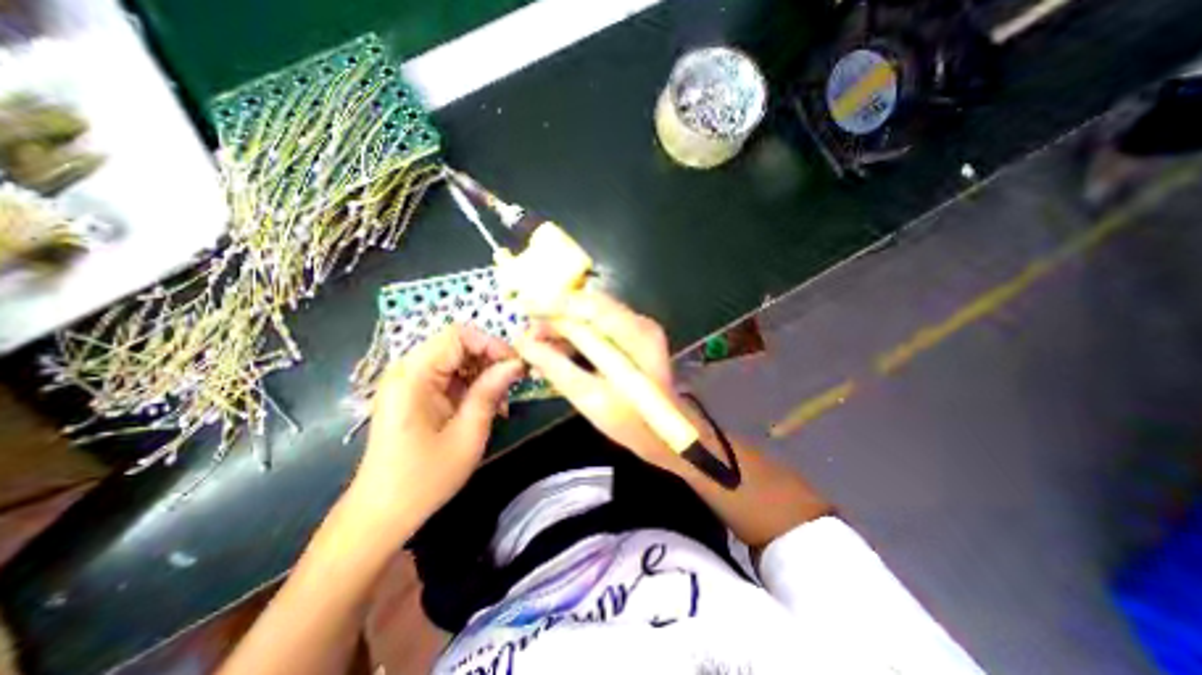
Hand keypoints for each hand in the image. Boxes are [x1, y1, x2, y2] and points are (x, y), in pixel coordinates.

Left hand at [353, 323, 527, 533]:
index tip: (515, 366)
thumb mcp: (468, 433)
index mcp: (414, 376)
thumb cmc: (425, 478)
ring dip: (483, 373)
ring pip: (457, 359)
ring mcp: (409, 381)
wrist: (382, 513)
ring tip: (500, 401)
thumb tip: (516, 364)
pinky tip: (485, 406)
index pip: (458, 335)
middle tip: (512, 384)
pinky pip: (449, 375)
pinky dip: (472, 385)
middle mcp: (407, 370)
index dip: (491, 344)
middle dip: (490, 360)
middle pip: (458, 345)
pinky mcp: (414, 393)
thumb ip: (491, 391)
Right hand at [510, 290, 690, 475]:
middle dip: (556, 317)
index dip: (557, 304)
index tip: (524, 307)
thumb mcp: (592, 399)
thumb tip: (524, 344)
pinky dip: (574, 338)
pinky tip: (554, 353)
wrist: (666, 434)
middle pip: (591, 307)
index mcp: (637, 336)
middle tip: (528, 333)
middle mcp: (640, 324)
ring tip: (536, 346)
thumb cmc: (633, 423)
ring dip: (562, 328)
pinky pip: (596, 330)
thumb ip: (558, 369)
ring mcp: (637, 330)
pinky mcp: (630, 340)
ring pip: (591, 317)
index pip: (593, 307)